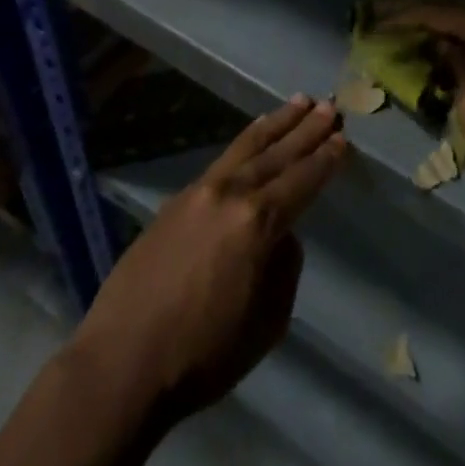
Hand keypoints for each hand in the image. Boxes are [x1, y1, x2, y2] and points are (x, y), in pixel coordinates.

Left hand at [69, 97, 348, 428]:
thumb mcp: (266, 325)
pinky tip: (254, 134)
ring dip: (277, 123)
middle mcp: (231, 193)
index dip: (326, 160)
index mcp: (258, 222)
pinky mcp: (176, 199)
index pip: (302, 181)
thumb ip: (283, 270)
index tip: (343, 139)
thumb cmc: (202, 355)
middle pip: (278, 153)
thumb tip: (281, 237)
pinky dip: (246, 141)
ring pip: (248, 146)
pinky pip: (222, 159)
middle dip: (307, 129)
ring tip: (299, 102)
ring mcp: (200, 191)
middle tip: (330, 106)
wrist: (121, 364)